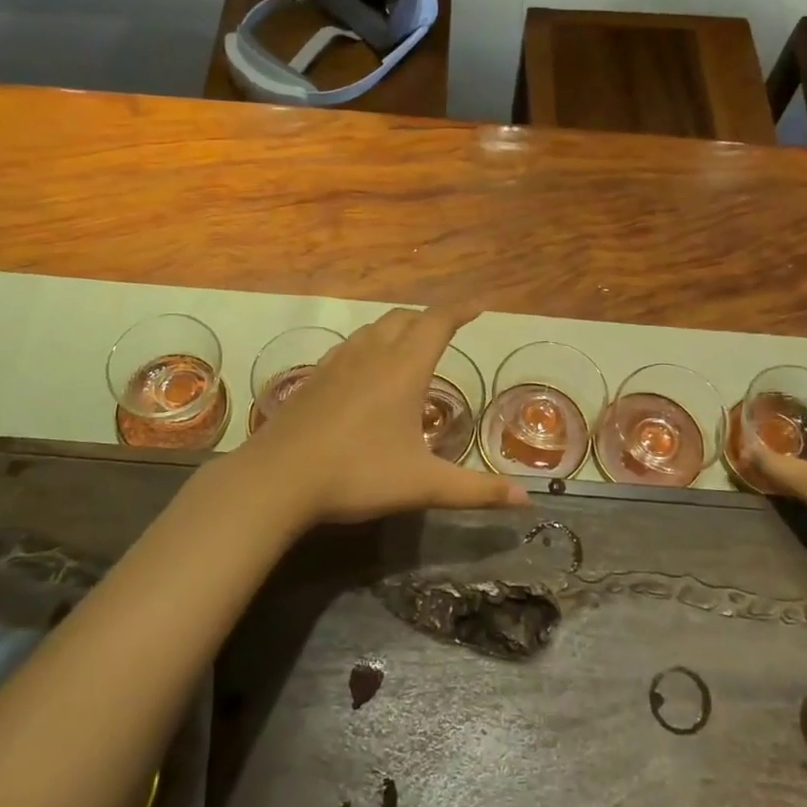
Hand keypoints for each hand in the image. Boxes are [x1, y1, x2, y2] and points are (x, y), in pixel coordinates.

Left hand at [236, 306, 526, 526]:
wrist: (278, 478)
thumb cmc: (358, 474)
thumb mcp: (423, 485)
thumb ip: (476, 490)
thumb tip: (527, 500)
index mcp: (404, 369)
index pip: (437, 322)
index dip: (460, 310)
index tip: (479, 305)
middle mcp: (371, 355)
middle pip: (404, 318)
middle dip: (429, 318)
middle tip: (447, 330)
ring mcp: (337, 364)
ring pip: (372, 329)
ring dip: (396, 328)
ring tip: (409, 345)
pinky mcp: (312, 379)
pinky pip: (348, 348)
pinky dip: (367, 346)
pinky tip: (363, 370)